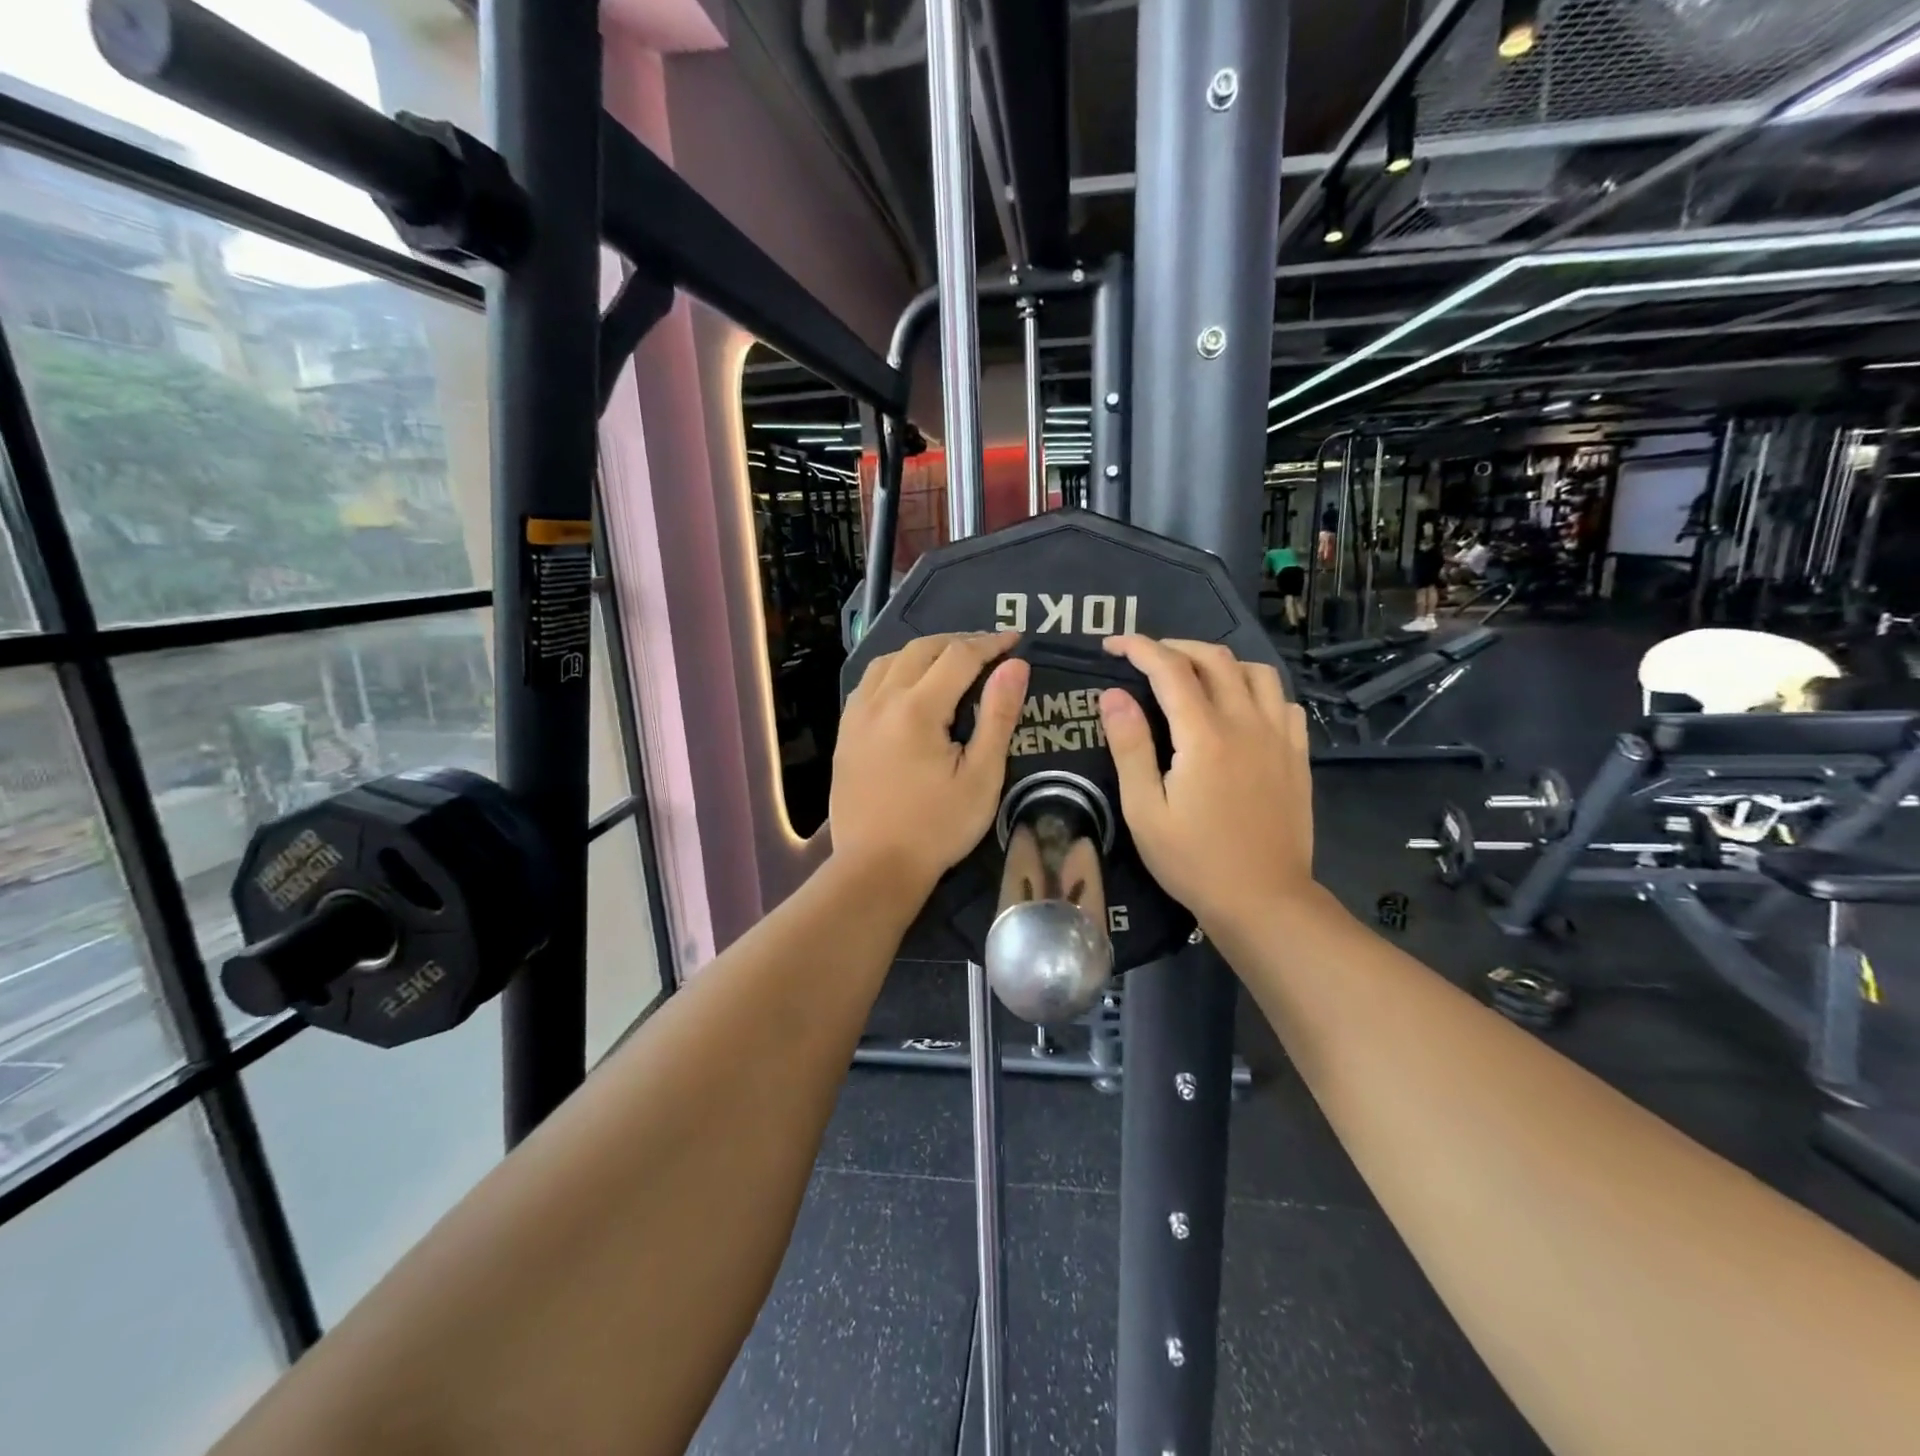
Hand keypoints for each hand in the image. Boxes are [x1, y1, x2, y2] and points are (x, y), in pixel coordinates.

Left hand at [832, 632, 1029, 899]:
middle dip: (958, 642)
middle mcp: (881, 700)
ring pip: (889, 660)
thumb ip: (998, 716)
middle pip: (921, 649)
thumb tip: (1015, 666)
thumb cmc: (937, 828)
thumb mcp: (982, 777)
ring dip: (923, 652)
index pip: (959, 656)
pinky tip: (908, 685)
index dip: (990, 643)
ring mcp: (856, 715)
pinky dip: (895, 670)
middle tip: (988, 650)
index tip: (1016, 639)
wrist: (875, 868)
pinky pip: (869, 682)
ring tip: (950, 662)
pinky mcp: (845, 733)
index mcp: (917, 709)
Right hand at [1097, 636, 1314, 932]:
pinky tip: (1240, 707)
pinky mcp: (1297, 756)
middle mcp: (1246, 724)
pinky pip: (1282, 701)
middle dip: (1176, 646)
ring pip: (1256, 672)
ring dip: (1220, 662)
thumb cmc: (1193, 860)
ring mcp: (1279, 738)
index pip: (1171, 669)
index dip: (1140, 648)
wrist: (1263, 900)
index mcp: (1204, 736)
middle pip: (1215, 659)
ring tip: (1194, 675)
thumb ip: (1129, 747)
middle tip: (1147, 657)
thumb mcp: (1144, 810)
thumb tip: (1113, 695)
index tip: (1113, 644)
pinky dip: (1256, 689)